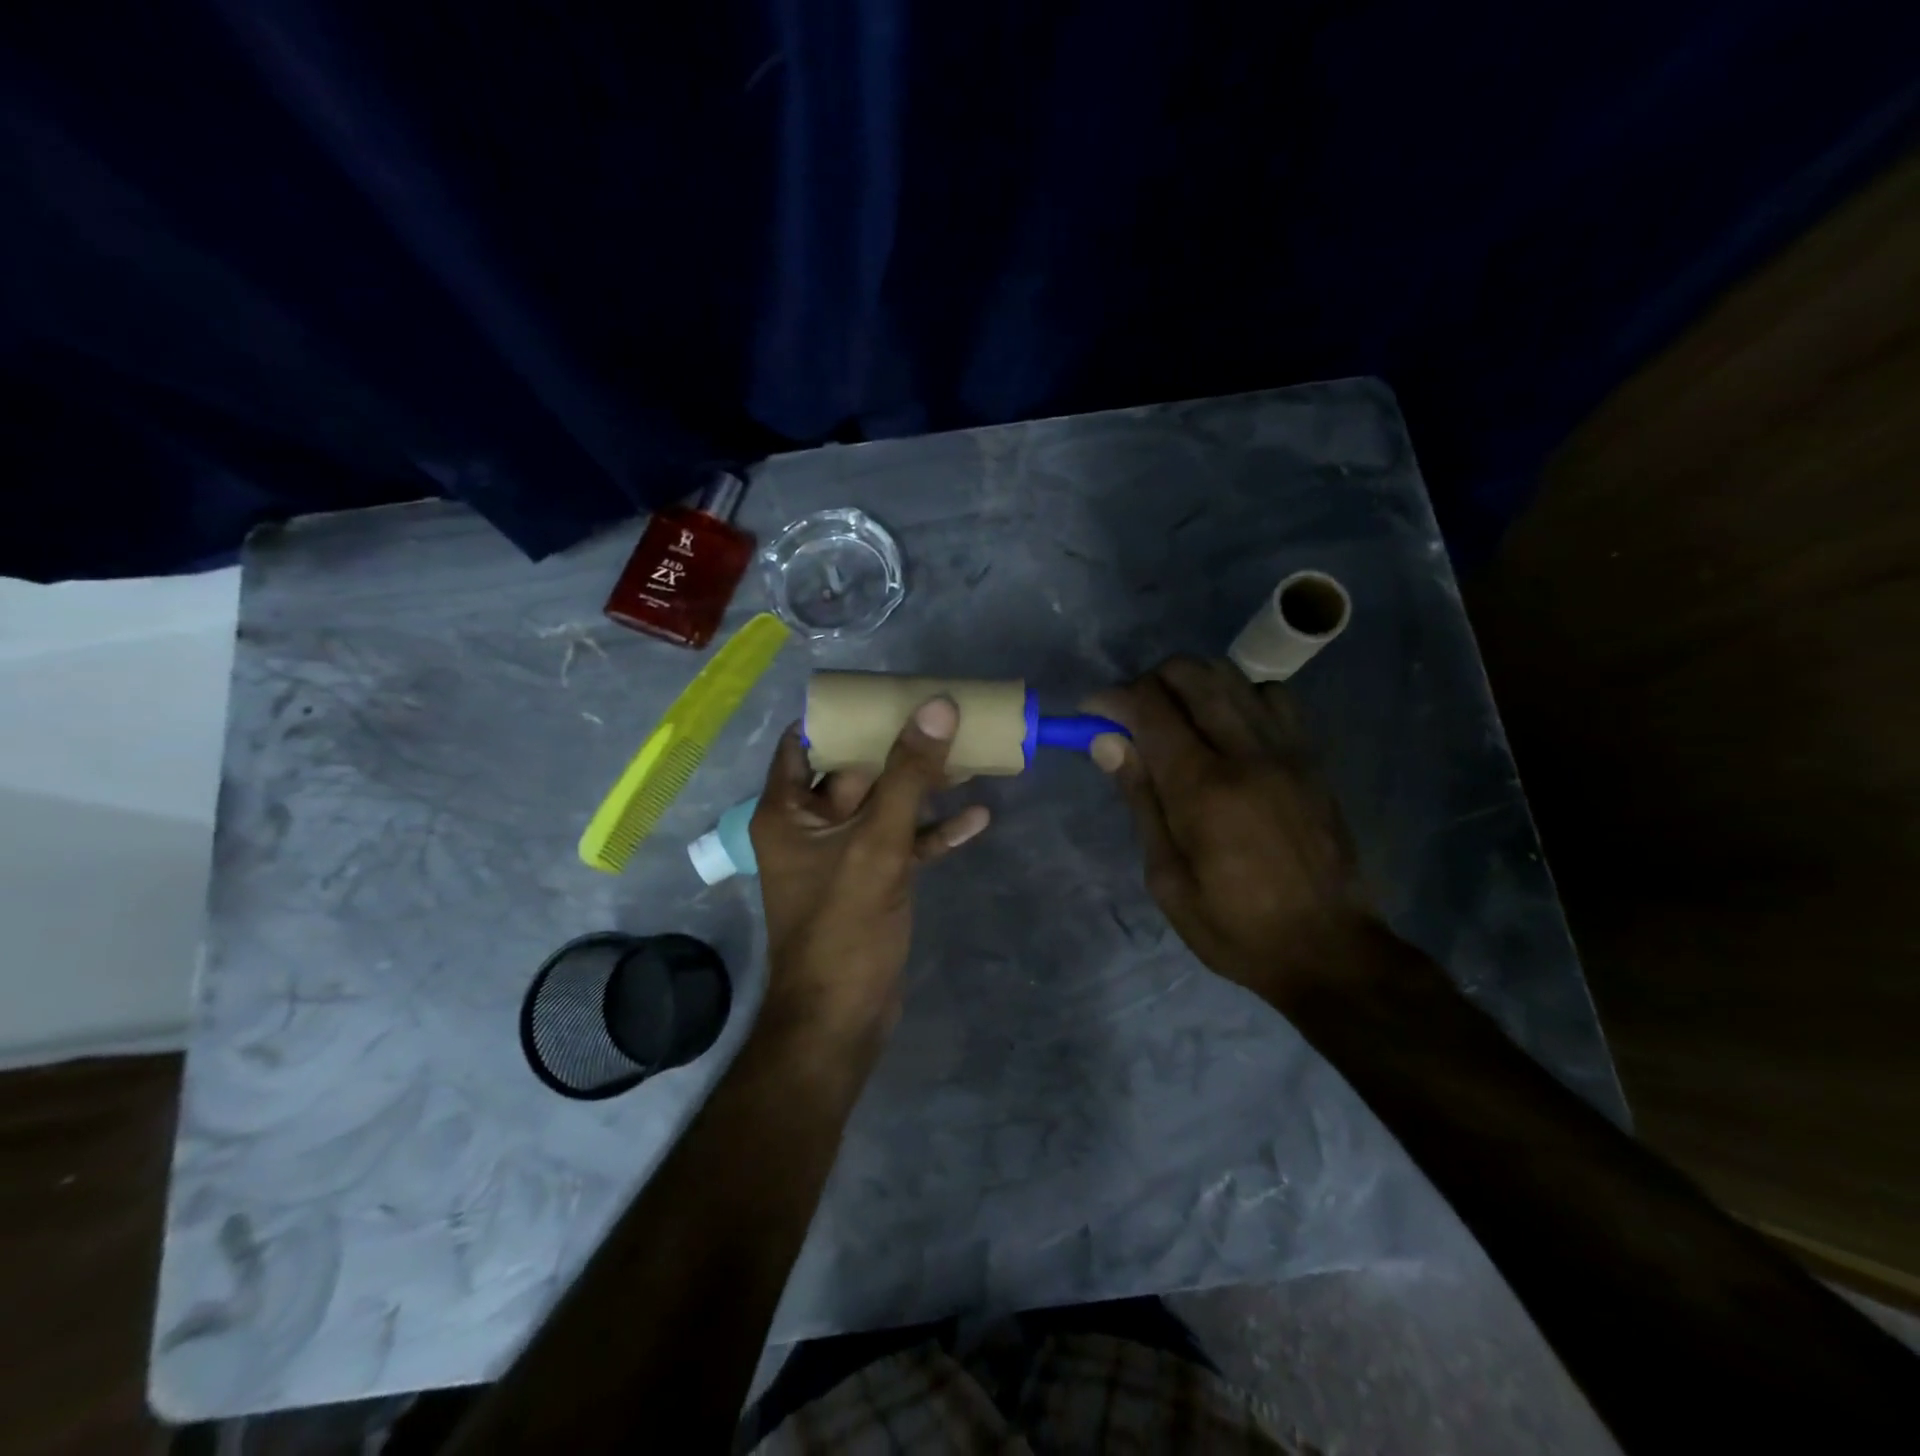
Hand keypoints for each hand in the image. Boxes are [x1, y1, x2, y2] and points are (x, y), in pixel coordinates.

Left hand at [750, 698, 990, 1047]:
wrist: (842, 1021)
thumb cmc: (843, 927)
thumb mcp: (877, 844)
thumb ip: (908, 775)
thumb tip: (938, 706)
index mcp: (788, 810)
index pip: (805, 741)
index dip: (842, 715)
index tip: (885, 691)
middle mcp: (810, 826)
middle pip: (855, 769)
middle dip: (899, 745)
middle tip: (943, 714)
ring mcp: (843, 855)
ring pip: (885, 805)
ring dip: (924, 786)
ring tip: (972, 757)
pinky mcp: (872, 881)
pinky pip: (903, 843)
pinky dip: (934, 831)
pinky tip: (977, 818)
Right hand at [1086, 657, 1378, 1008]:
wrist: (1328, 950)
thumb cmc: (1233, 927)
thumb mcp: (1166, 878)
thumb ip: (1140, 800)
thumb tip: (1107, 742)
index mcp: (1203, 789)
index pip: (1149, 708)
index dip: (1111, 699)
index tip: (1091, 713)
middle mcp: (1246, 753)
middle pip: (1191, 675)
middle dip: (1149, 680)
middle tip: (1131, 714)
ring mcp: (1286, 750)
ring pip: (1233, 676)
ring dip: (1192, 683)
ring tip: (1175, 716)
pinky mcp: (1312, 758)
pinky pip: (1273, 697)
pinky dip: (1239, 696)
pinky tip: (1227, 728)